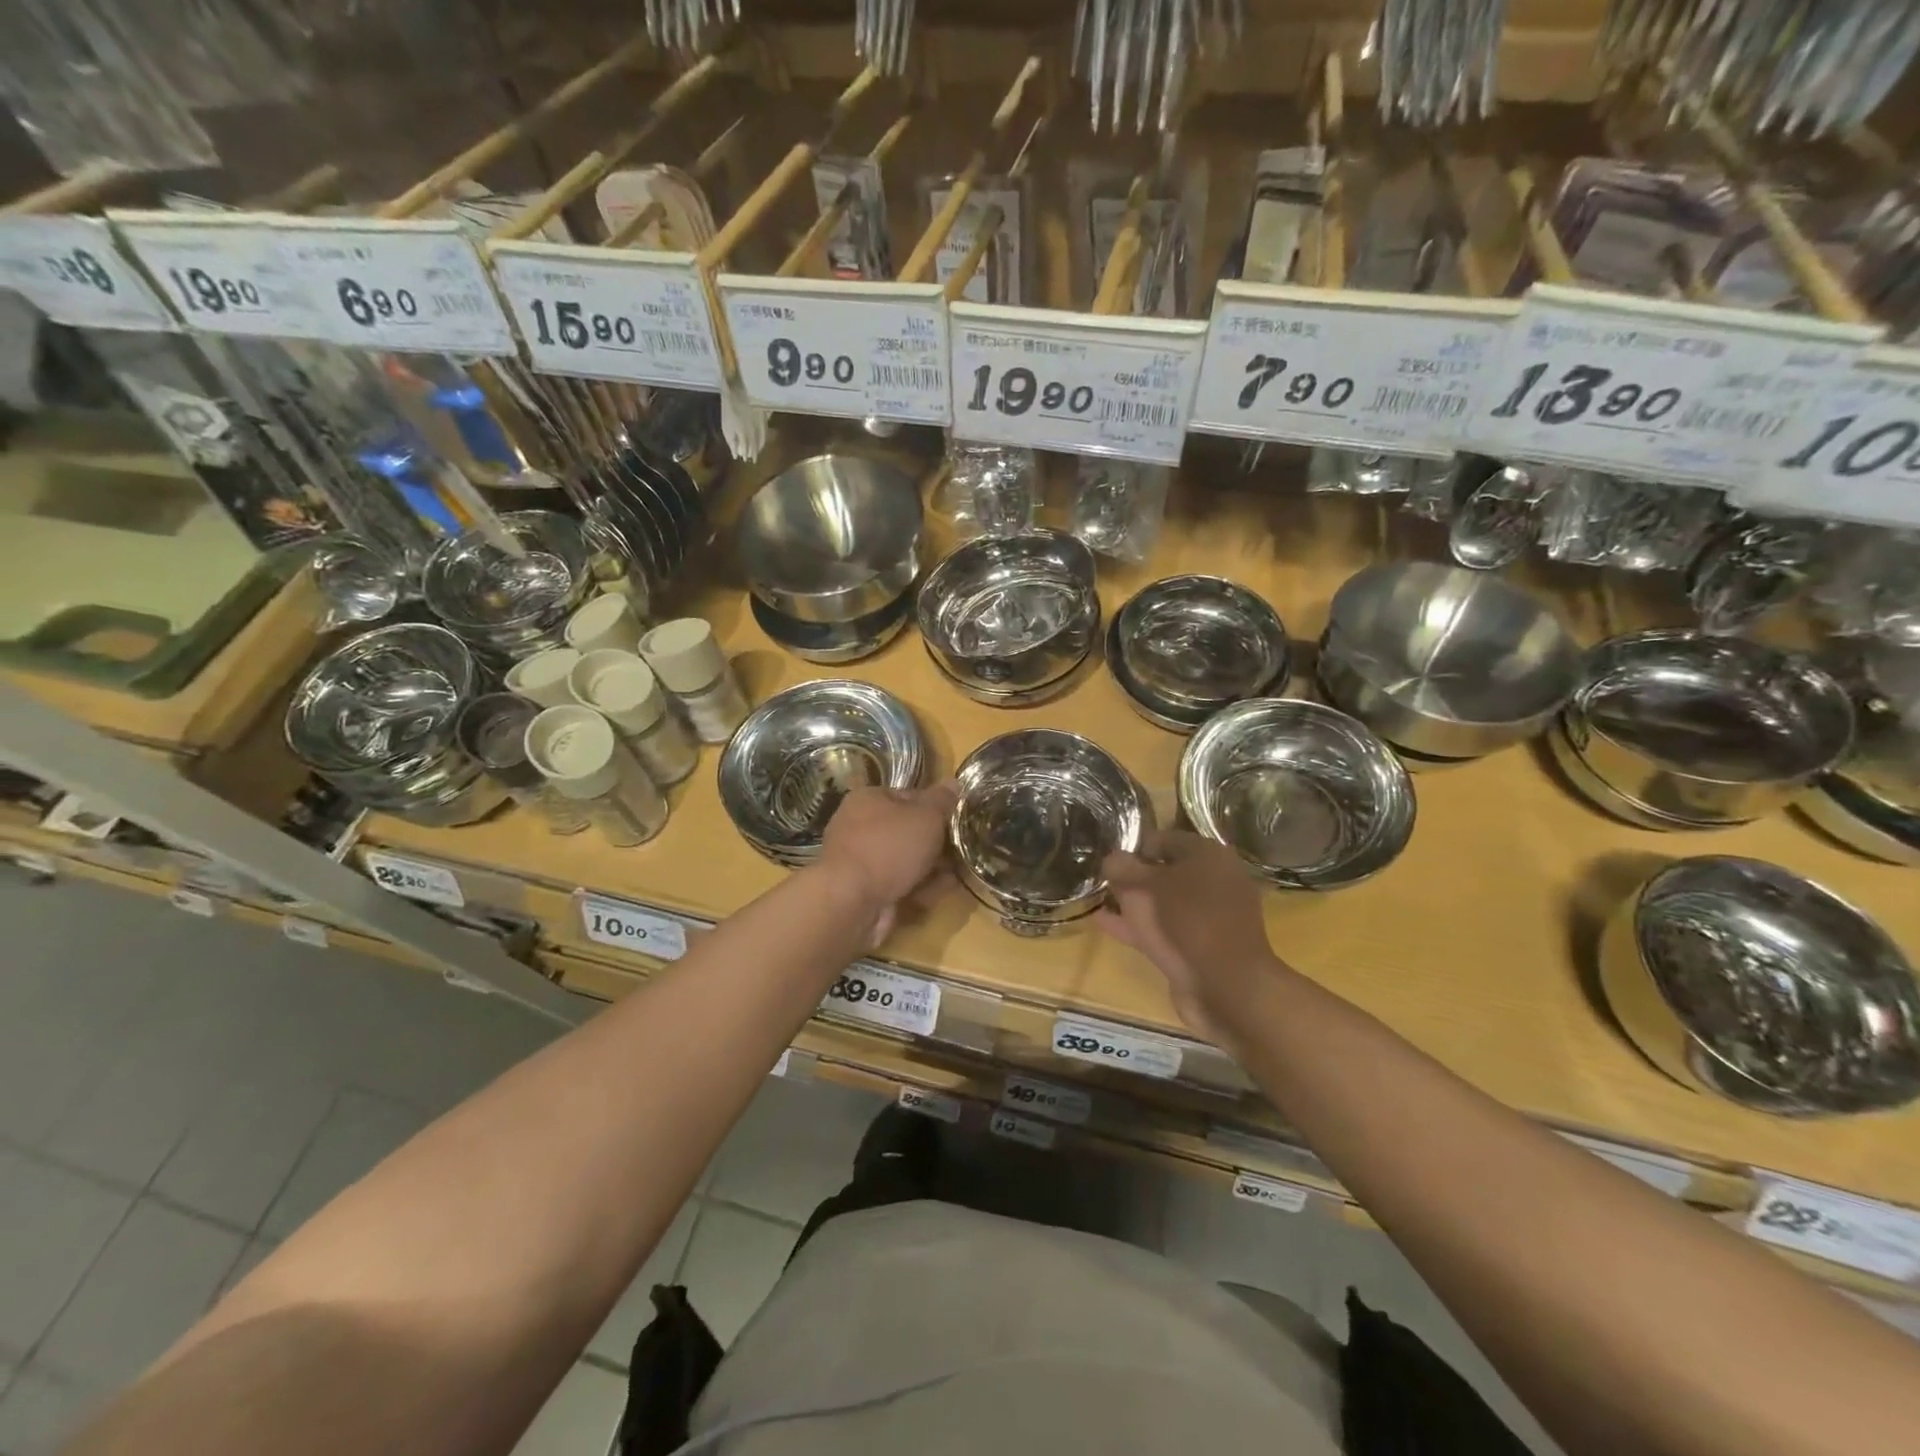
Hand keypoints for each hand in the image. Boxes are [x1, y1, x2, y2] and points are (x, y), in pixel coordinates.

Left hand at [817, 782, 959, 945]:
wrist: (851, 901)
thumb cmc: (889, 847)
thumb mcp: (926, 816)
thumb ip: (942, 800)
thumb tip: (953, 782)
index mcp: (868, 799)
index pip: (909, 796)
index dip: (936, 808)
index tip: (957, 822)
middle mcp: (858, 827)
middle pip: (907, 831)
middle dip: (936, 844)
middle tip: (960, 851)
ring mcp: (859, 861)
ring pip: (904, 861)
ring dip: (930, 869)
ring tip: (955, 876)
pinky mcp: (862, 891)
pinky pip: (897, 885)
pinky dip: (917, 889)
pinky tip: (937, 894)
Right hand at [1097, 831, 1284, 1041]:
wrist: (1227, 986)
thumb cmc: (1187, 921)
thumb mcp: (1145, 886)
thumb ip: (1123, 868)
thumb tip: (1111, 858)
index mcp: (1208, 855)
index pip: (1163, 839)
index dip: (1133, 847)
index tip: (1108, 860)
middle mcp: (1213, 880)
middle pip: (1164, 871)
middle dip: (1132, 876)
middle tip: (1102, 880)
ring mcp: (1209, 916)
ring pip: (1163, 901)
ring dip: (1132, 901)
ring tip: (1097, 900)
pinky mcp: (1202, 945)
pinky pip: (1164, 927)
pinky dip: (1138, 924)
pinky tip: (1104, 923)